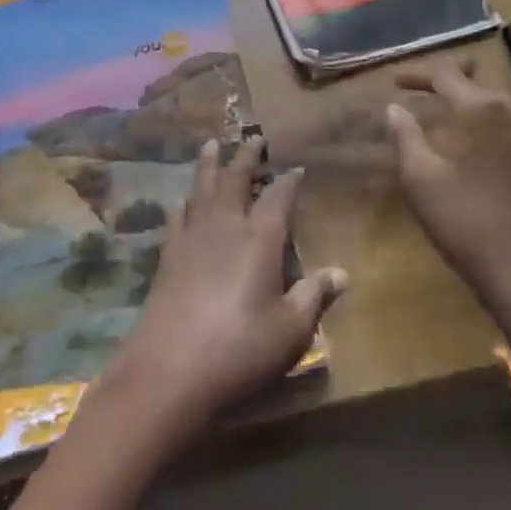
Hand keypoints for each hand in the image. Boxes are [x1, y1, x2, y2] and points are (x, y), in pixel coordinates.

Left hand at [98, 137, 346, 442]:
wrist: (168, 371)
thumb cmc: (239, 350)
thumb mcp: (289, 330)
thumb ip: (314, 296)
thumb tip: (342, 272)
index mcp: (260, 238)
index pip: (279, 197)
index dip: (289, 181)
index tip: (297, 167)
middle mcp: (225, 226)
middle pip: (235, 180)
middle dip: (246, 157)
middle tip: (252, 138)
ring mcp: (192, 237)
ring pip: (202, 188)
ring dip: (209, 165)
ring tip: (211, 145)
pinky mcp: (167, 255)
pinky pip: (178, 215)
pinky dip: (184, 201)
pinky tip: (182, 199)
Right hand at [387, 61, 510, 350]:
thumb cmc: (467, 224)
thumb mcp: (421, 180)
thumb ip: (405, 136)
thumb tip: (394, 107)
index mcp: (481, 108)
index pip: (445, 74)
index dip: (417, 75)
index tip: (396, 83)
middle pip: (477, 80)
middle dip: (448, 81)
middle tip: (422, 91)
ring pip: (500, 98)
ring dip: (473, 99)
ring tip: (449, 113)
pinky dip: (493, 119)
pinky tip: (479, 140)